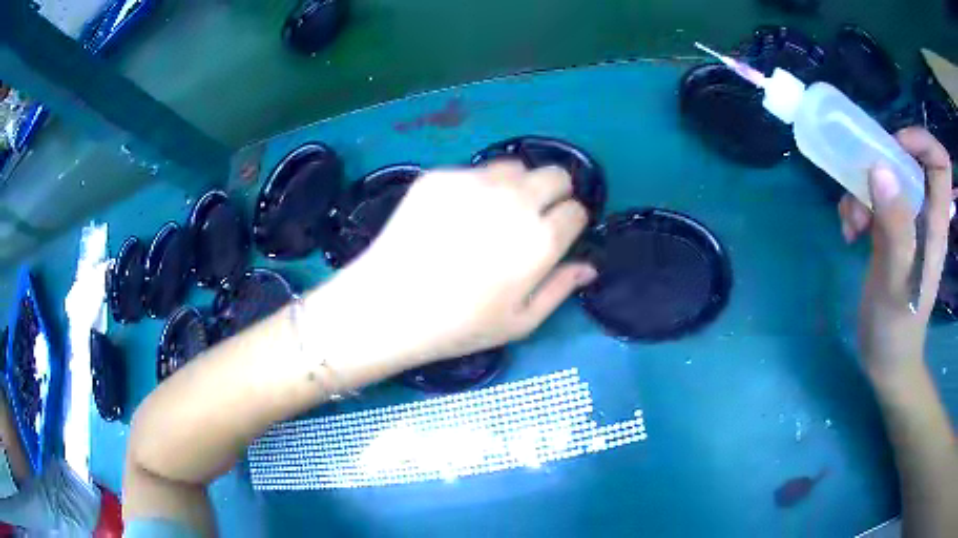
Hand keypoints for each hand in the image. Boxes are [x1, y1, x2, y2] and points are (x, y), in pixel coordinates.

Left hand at [340, 161, 596, 364]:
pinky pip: (474, 171)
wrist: (387, 306)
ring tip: (492, 214)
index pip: (577, 210)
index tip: (557, 236)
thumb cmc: (458, 325)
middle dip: (553, 194)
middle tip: (531, 219)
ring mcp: (475, 182)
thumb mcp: (519, 322)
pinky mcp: (441, 175)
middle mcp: (514, 200)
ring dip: (516, 186)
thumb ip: (561, 288)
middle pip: (555, 174)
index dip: (570, 224)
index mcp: (540, 240)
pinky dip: (476, 188)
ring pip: (516, 166)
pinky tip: (454, 216)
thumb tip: (589, 265)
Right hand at [837, 128, 952, 375]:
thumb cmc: (898, 330)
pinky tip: (849, 233)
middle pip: (909, 161)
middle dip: (883, 165)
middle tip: (863, 186)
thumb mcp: (898, 282)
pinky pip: (872, 200)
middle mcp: (923, 215)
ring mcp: (905, 223)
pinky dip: (856, 207)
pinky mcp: (888, 233)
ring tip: (852, 224)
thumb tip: (880, 168)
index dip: (922, 143)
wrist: (886, 362)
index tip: (896, 148)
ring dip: (863, 190)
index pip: (940, 163)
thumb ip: (896, 227)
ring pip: (886, 179)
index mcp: (935, 222)